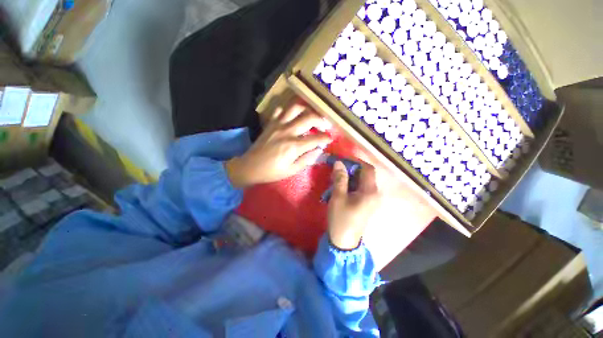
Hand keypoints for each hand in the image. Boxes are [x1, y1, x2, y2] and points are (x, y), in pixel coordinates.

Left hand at [226, 104, 331, 187]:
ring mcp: (278, 125)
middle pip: (309, 118)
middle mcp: (287, 131)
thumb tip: (318, 150)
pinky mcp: (270, 123)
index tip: (330, 139)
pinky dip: (288, 111)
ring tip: (311, 116)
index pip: (316, 138)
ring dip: (306, 109)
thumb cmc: (272, 172)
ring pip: (295, 108)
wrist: (250, 167)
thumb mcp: (292, 171)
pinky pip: (280, 110)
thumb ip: (307, 159)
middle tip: (325, 125)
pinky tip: (292, 117)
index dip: (326, 138)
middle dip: (321, 120)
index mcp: (294, 146)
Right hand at [327, 161, 381, 249]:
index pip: (367, 169)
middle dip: (351, 169)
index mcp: (370, 191)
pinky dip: (352, 184)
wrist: (344, 241)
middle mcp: (375, 193)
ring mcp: (372, 199)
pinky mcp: (367, 204)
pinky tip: (342, 188)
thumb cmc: (341, 218)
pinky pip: (361, 189)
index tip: (342, 160)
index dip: (355, 162)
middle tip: (337, 170)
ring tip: (337, 178)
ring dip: (350, 177)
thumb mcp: (338, 197)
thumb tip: (339, 162)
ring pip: (363, 181)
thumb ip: (340, 178)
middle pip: (366, 174)